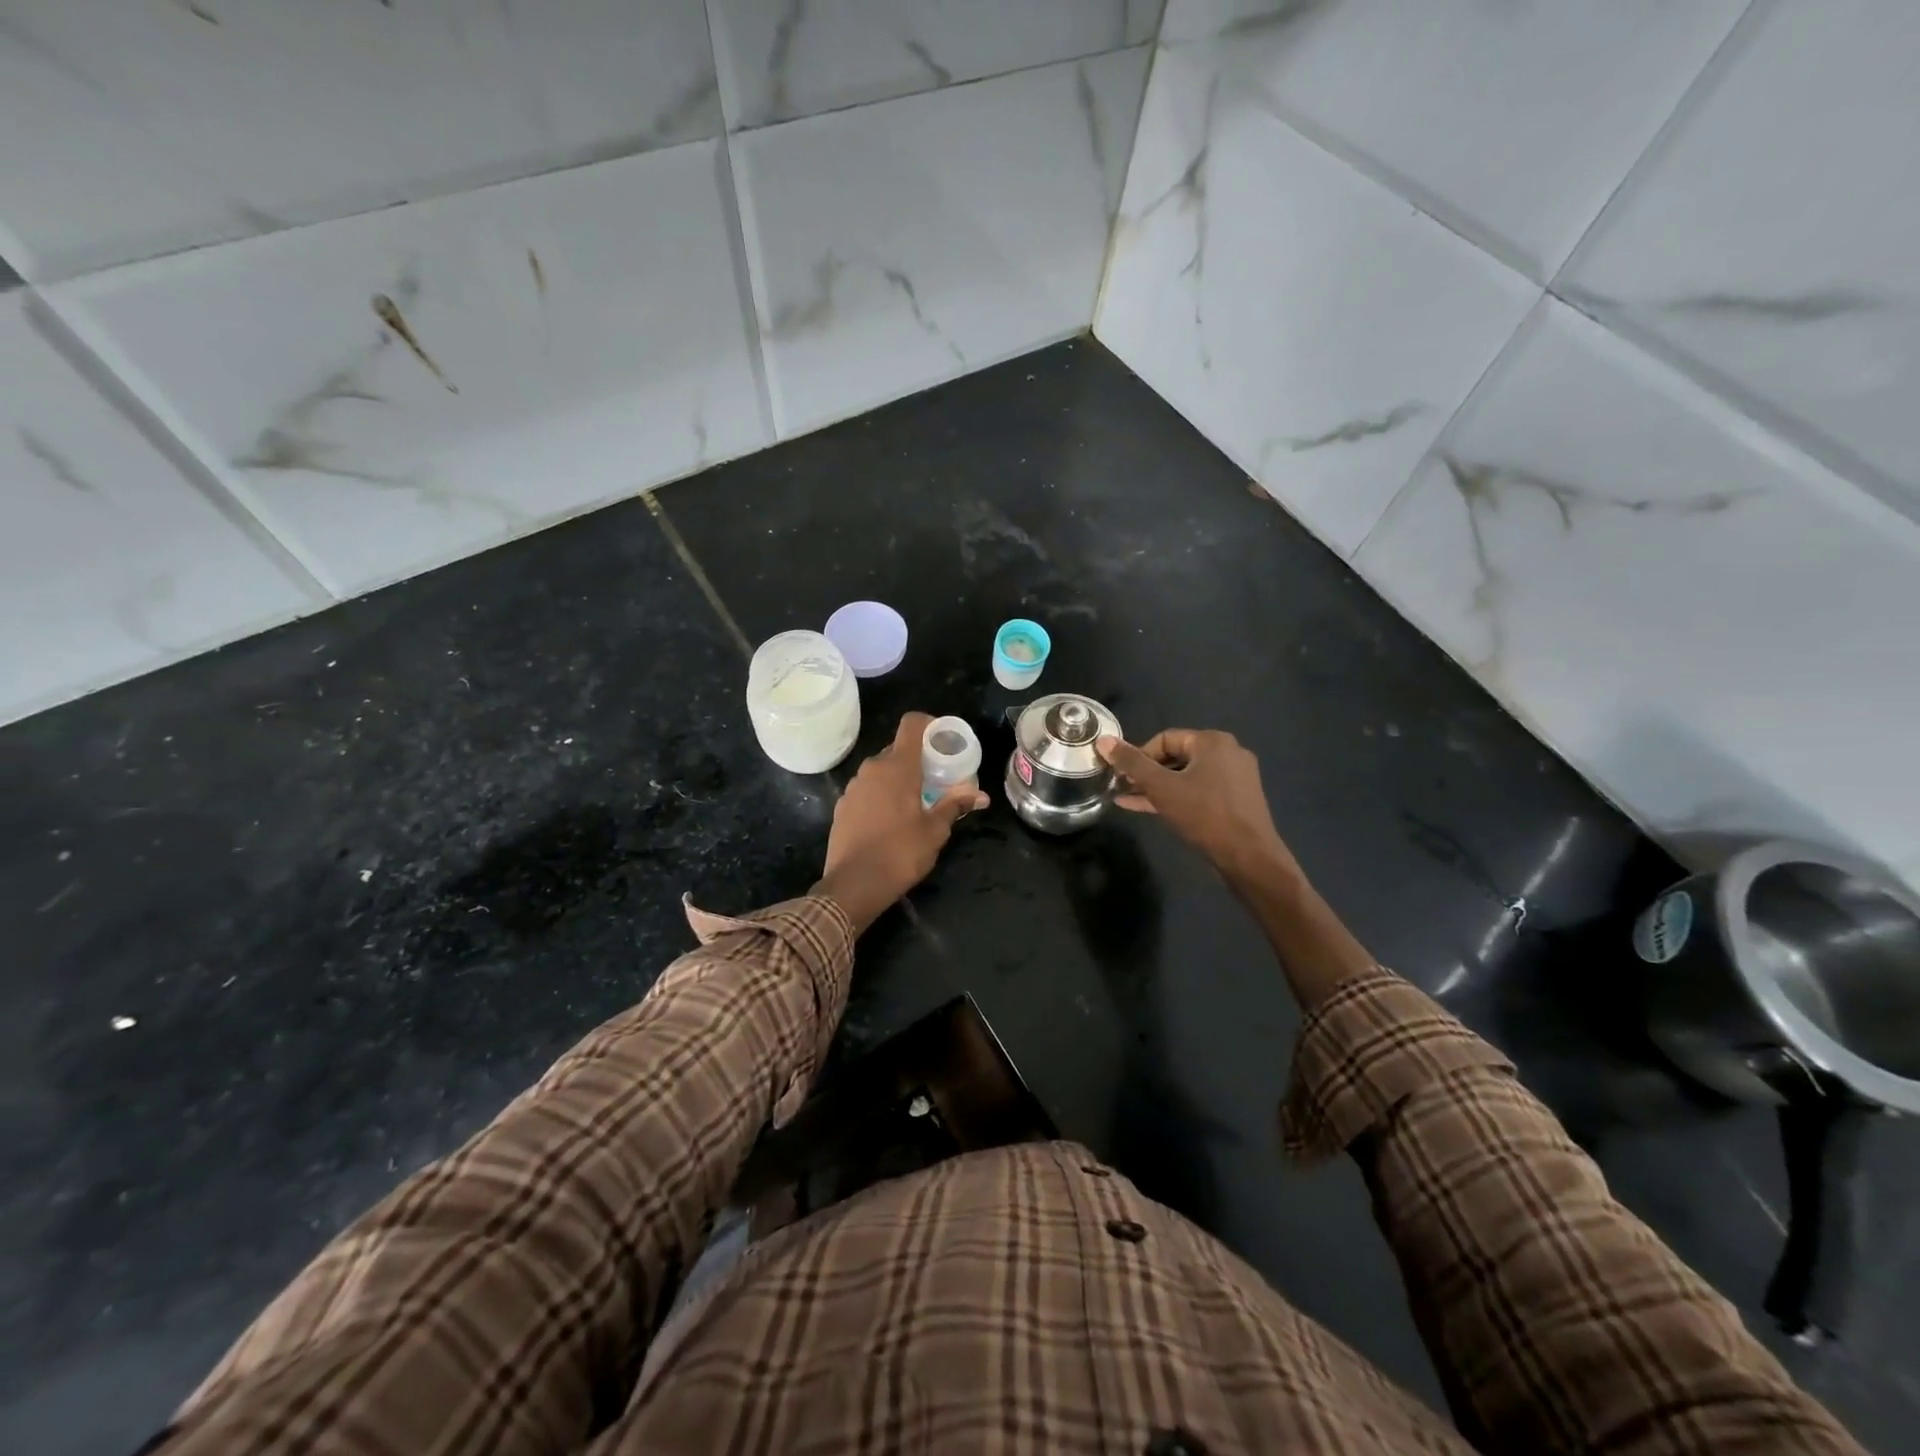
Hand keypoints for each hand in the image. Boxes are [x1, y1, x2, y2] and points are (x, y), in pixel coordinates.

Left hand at [815, 712, 988, 930]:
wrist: (853, 885)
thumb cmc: (900, 853)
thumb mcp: (935, 830)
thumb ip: (955, 805)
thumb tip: (981, 795)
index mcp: (898, 767)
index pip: (912, 724)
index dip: (929, 724)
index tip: (944, 740)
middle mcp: (872, 768)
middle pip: (898, 749)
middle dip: (918, 758)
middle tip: (938, 779)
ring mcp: (853, 787)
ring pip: (881, 770)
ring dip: (899, 778)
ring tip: (916, 802)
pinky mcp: (842, 806)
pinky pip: (867, 789)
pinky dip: (882, 795)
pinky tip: (891, 820)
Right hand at [1096, 729, 1295, 884]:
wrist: (1248, 856)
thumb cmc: (1203, 814)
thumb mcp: (1161, 787)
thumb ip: (1131, 763)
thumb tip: (1103, 741)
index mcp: (1212, 741)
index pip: (1164, 738)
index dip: (1138, 756)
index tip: (1122, 776)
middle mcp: (1228, 753)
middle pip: (1176, 756)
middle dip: (1146, 773)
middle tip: (1123, 788)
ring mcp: (1235, 777)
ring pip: (1186, 776)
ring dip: (1157, 787)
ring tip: (1129, 799)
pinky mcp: (1236, 800)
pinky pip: (1199, 791)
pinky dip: (1176, 797)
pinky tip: (1150, 809)